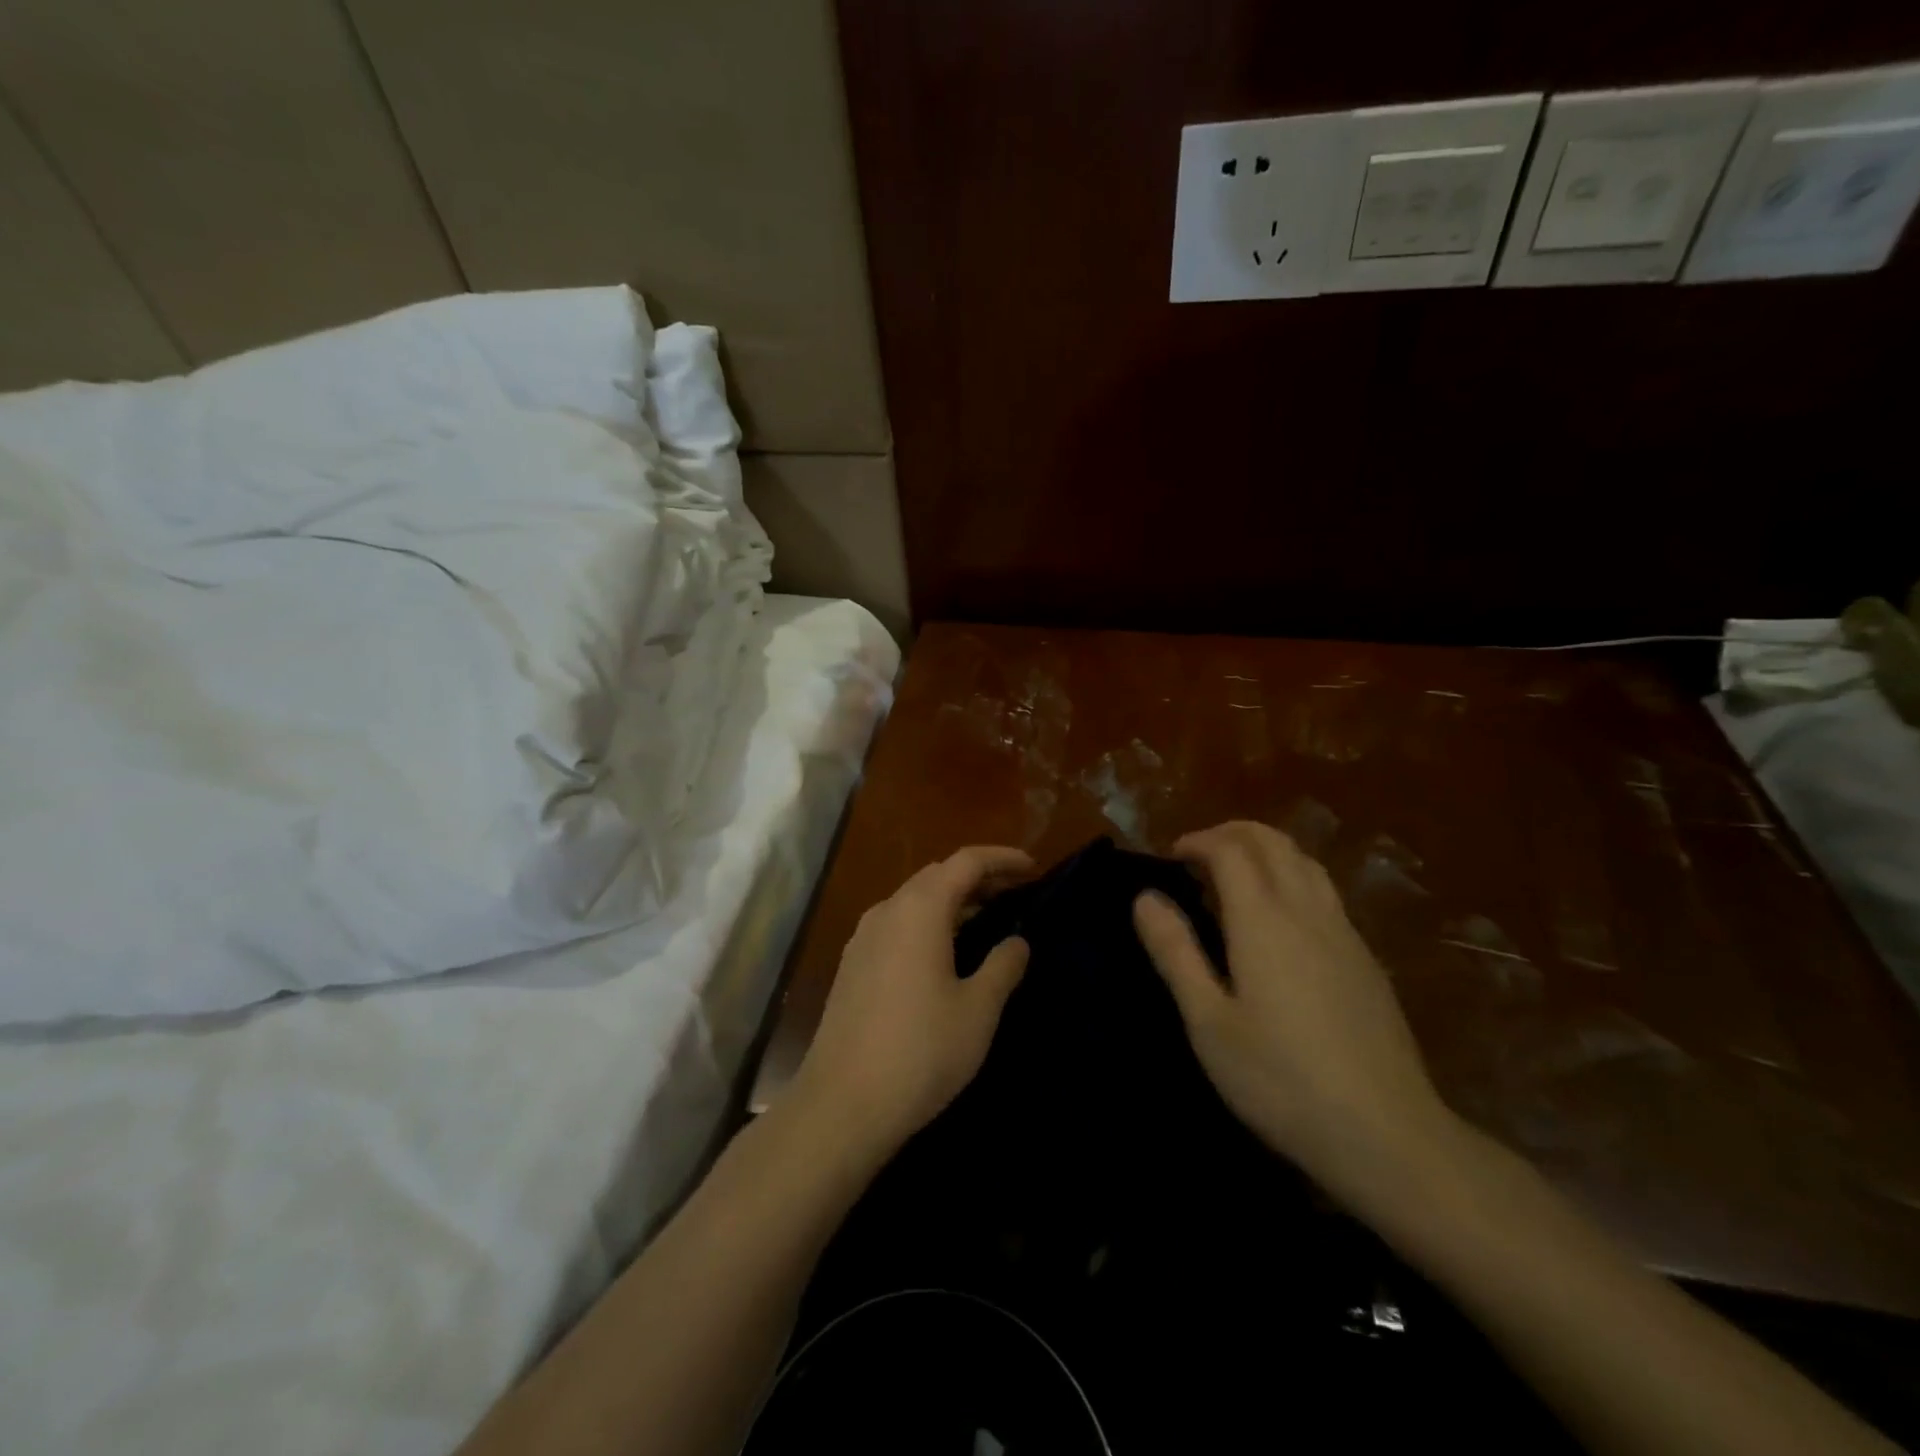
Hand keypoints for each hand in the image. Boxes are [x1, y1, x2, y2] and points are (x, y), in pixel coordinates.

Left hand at [793, 846, 1034, 1156]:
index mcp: (919, 910)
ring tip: (985, 918)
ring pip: (914, 900)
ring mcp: (863, 938)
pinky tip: (943, 952)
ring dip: (950, 900)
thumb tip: (1017, 941)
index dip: (1001, 858)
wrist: (842, 1104)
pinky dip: (927, 922)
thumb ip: (1003, 966)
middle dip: (977, 876)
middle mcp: (887, 911)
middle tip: (1013, 892)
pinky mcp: (852, 966)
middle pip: (936, 875)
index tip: (1033, 867)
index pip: (965, 861)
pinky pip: (897, 925)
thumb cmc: (920, 1051)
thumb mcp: (978, 1010)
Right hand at [1133, 821, 1453, 1195]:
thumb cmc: (1281, 1080)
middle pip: (1272, 842)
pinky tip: (1278, 920)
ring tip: (1234, 876)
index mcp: (1264, 919)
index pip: (1231, 849)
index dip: (1198, 841)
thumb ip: (1175, 952)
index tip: (1170, 857)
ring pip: (1305, 861)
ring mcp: (1344, 933)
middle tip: (1197, 855)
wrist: (1387, 1135)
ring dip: (1265, 850)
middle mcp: (1307, 910)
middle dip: (1231, 834)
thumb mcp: (1208, 1022)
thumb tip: (1145, 898)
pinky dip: (1291, 877)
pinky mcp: (1366, 959)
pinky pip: (1324, 891)